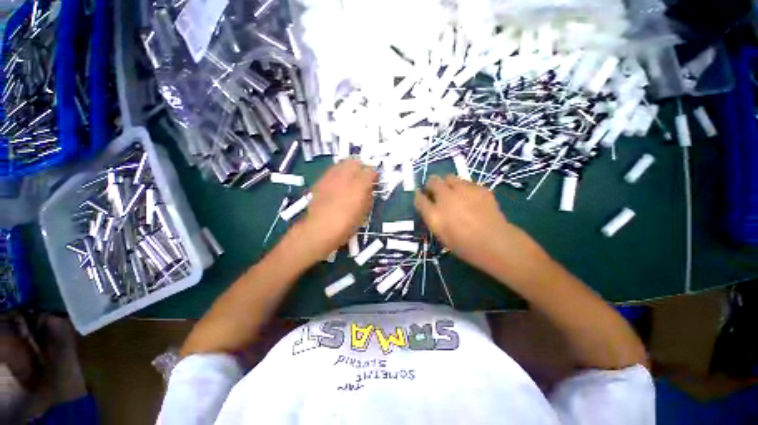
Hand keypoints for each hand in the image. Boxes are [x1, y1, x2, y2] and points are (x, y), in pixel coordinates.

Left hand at [295, 159, 376, 260]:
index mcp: (359, 186)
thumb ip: (368, 197)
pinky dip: (338, 173)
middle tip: (363, 177)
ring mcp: (331, 177)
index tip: (374, 181)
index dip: (374, 175)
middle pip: (355, 162)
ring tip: (351, 177)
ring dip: (349, 168)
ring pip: (342, 163)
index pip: (370, 171)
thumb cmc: (346, 225)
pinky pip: (332, 171)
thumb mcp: (364, 213)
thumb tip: (368, 190)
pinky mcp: (320, 181)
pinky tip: (338, 183)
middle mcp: (345, 177)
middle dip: (361, 167)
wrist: (320, 229)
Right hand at [414, 175, 552, 286]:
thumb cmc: (465, 246)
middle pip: (432, 181)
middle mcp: (446, 198)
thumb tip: (431, 207)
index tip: (420, 195)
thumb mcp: (442, 235)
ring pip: (449, 177)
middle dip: (431, 184)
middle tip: (435, 191)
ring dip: (447, 183)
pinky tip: (469, 197)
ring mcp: (463, 191)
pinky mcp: (478, 188)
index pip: (419, 198)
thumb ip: (433, 218)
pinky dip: (464, 188)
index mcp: (434, 214)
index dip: (419, 196)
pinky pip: (466, 182)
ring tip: (453, 192)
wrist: (495, 243)